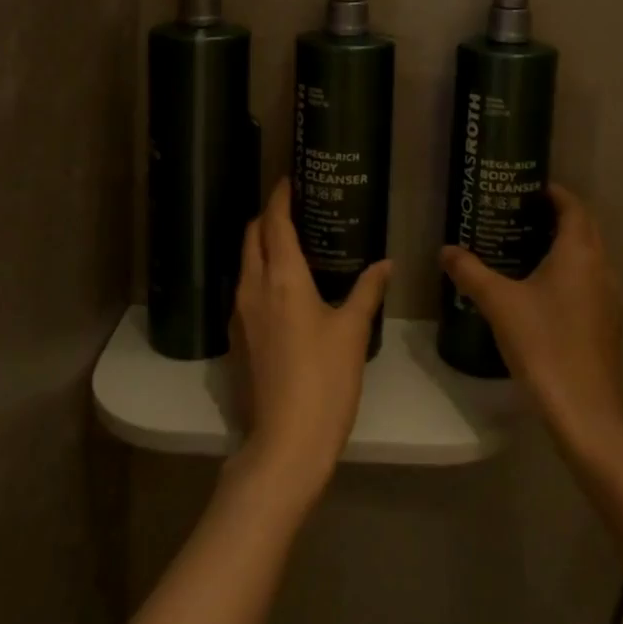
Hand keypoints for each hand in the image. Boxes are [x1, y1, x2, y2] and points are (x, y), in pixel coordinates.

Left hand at [227, 180, 390, 511]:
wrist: (285, 443)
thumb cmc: (325, 380)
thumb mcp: (352, 331)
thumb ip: (367, 290)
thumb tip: (385, 263)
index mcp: (281, 277)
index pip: (274, 222)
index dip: (280, 197)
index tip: (289, 179)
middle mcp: (253, 287)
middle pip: (252, 236)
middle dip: (268, 216)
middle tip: (295, 208)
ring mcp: (240, 313)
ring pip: (244, 261)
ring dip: (261, 243)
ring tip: (292, 241)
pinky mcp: (237, 337)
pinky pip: (244, 287)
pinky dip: (259, 271)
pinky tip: (283, 285)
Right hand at [440, 184, 622, 447]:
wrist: (584, 410)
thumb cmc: (543, 343)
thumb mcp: (498, 303)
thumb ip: (470, 272)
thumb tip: (445, 250)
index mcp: (579, 252)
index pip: (573, 206)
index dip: (553, 193)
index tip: (526, 189)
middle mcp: (601, 267)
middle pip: (584, 228)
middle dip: (556, 216)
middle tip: (518, 215)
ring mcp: (609, 297)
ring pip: (588, 257)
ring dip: (563, 246)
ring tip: (525, 248)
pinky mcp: (608, 323)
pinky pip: (589, 282)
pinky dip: (569, 273)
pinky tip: (540, 291)